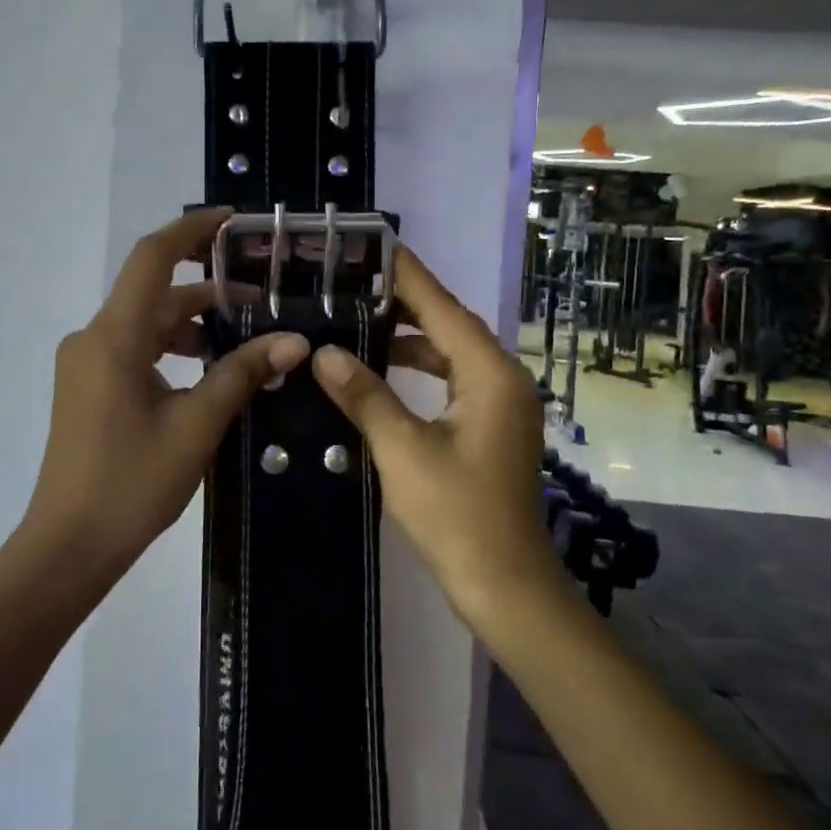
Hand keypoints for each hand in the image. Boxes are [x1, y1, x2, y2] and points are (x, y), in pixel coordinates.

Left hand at [21, 209, 309, 575]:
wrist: (69, 546)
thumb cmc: (132, 483)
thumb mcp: (197, 425)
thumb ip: (242, 374)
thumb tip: (294, 342)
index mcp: (113, 337)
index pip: (152, 259)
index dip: (191, 231)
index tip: (233, 221)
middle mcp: (93, 339)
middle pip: (155, 294)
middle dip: (208, 292)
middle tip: (263, 300)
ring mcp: (87, 364)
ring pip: (147, 324)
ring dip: (193, 325)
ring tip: (245, 340)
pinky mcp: (90, 388)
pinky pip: (135, 350)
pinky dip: (173, 349)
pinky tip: (209, 372)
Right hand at [309, 248, 557, 618]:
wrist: (506, 585)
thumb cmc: (457, 516)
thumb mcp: (402, 451)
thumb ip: (364, 395)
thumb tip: (324, 353)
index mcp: (490, 375)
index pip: (443, 307)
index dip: (407, 275)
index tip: (373, 244)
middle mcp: (503, 379)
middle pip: (450, 324)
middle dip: (405, 302)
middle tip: (353, 282)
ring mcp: (502, 404)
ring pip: (452, 352)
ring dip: (412, 336)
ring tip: (360, 319)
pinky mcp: (493, 426)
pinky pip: (455, 379)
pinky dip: (422, 368)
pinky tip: (386, 370)